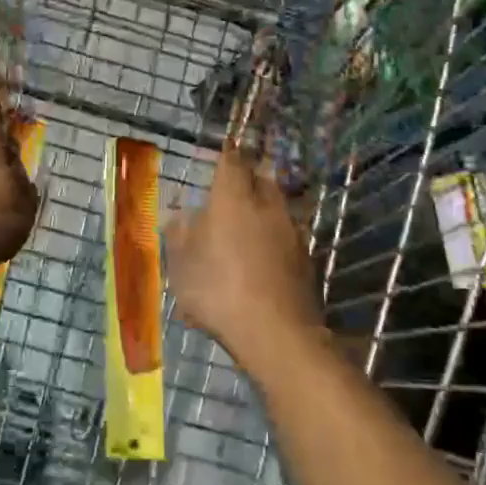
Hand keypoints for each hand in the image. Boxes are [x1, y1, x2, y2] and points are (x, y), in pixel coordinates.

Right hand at [164, 147, 321, 363]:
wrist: (276, 332)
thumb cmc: (218, 289)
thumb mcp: (181, 265)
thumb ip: (179, 235)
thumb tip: (181, 217)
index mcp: (233, 198)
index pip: (232, 161)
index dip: (226, 155)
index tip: (222, 152)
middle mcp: (267, 206)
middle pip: (262, 179)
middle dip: (249, 178)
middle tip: (234, 188)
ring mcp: (292, 231)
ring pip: (277, 208)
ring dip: (263, 210)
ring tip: (247, 226)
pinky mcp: (306, 258)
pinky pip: (286, 237)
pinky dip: (274, 239)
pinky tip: (262, 259)